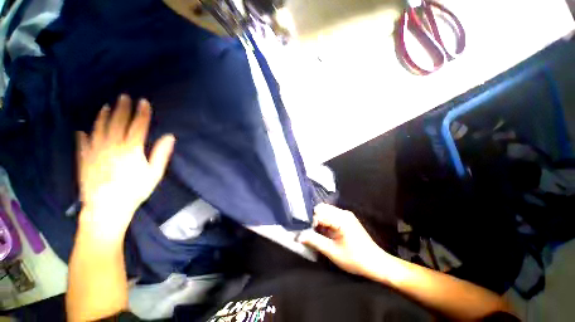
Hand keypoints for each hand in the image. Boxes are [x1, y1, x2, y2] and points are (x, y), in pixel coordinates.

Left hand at [76, 95, 174, 237]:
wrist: (107, 207)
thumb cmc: (135, 190)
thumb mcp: (154, 173)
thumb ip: (161, 153)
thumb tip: (169, 136)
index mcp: (131, 149)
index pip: (138, 126)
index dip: (142, 113)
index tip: (144, 101)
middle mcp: (112, 145)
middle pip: (118, 122)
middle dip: (122, 108)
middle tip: (124, 96)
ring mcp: (95, 151)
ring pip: (99, 128)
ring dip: (103, 116)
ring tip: (106, 106)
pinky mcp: (84, 159)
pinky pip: (83, 143)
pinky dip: (84, 135)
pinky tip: (83, 130)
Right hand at [298, 204, 386, 275]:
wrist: (376, 263)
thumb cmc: (355, 259)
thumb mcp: (332, 252)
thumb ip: (315, 241)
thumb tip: (299, 236)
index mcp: (341, 219)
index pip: (319, 213)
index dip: (311, 222)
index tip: (308, 232)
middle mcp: (343, 213)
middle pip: (322, 208)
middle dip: (315, 219)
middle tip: (314, 232)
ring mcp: (346, 215)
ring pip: (326, 211)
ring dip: (320, 220)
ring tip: (320, 233)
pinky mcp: (347, 218)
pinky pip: (332, 214)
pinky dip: (326, 221)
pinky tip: (327, 232)